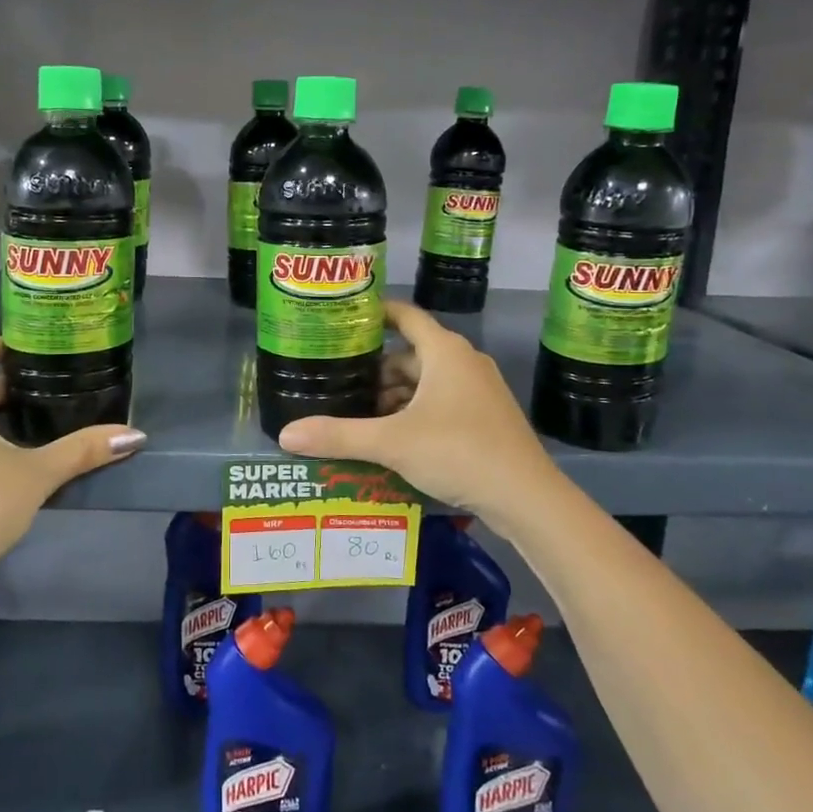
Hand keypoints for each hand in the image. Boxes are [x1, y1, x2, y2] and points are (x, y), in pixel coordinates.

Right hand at [277, 300, 555, 521]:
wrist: (527, 498)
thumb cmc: (459, 452)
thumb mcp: (392, 442)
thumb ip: (338, 435)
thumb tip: (285, 434)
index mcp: (445, 352)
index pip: (404, 315)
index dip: (374, 313)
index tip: (343, 319)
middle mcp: (464, 362)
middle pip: (411, 354)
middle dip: (375, 369)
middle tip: (338, 382)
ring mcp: (479, 391)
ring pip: (426, 382)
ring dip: (394, 395)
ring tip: (358, 415)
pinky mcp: (485, 418)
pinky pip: (440, 403)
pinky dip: (414, 412)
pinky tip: (392, 438)